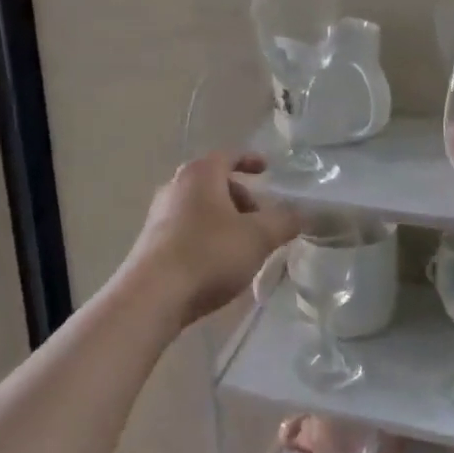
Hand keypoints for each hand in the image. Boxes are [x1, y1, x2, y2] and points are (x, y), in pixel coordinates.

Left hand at [126, 153, 300, 327]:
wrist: (152, 296)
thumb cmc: (208, 254)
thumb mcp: (258, 237)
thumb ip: (284, 221)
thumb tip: (302, 212)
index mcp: (200, 174)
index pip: (228, 156)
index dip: (250, 160)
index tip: (266, 169)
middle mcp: (175, 187)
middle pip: (214, 183)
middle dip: (241, 197)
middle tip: (261, 218)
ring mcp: (159, 216)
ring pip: (200, 208)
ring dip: (224, 220)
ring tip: (244, 245)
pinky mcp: (151, 244)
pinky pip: (187, 230)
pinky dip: (207, 237)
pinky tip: (219, 264)